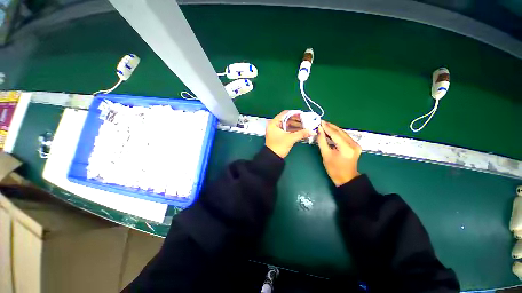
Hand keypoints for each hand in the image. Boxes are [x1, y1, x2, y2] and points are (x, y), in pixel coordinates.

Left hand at [265, 111, 313, 157]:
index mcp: (274, 123)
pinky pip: (288, 130)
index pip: (285, 114)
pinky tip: (302, 131)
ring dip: (297, 126)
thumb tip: (312, 131)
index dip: (294, 113)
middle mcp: (275, 125)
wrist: (273, 158)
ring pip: (288, 125)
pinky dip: (294, 130)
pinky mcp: (280, 135)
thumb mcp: (290, 139)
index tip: (303, 115)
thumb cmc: (278, 147)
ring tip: (306, 126)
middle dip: (297, 120)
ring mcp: (277, 130)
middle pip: (287, 119)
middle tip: (306, 121)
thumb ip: (301, 133)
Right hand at [317, 121, 361, 186]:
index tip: (319, 122)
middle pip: (340, 131)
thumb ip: (322, 141)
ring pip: (343, 133)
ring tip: (324, 125)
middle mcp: (353, 144)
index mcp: (346, 148)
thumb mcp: (325, 154)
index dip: (327, 127)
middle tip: (321, 122)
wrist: (346, 178)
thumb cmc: (333, 169)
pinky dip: (337, 133)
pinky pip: (344, 136)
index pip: (335, 134)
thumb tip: (319, 130)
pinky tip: (330, 131)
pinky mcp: (355, 145)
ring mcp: (356, 144)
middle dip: (330, 126)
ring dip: (333, 129)